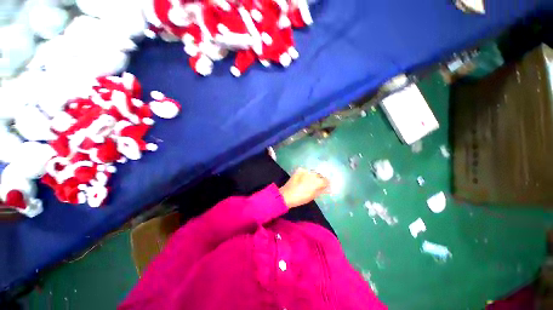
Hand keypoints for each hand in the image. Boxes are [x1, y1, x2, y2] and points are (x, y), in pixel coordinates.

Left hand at [279, 168, 329, 208]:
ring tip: (309, 180)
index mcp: (318, 182)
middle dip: (320, 178)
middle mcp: (313, 174)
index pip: (327, 180)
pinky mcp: (300, 169)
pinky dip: (306, 174)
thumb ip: (321, 190)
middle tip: (316, 183)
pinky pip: (306, 171)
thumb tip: (326, 187)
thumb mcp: (313, 196)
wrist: (287, 195)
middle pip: (320, 175)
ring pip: (313, 172)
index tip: (325, 185)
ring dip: (313, 176)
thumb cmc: (301, 198)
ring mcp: (306, 171)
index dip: (326, 183)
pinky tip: (303, 178)